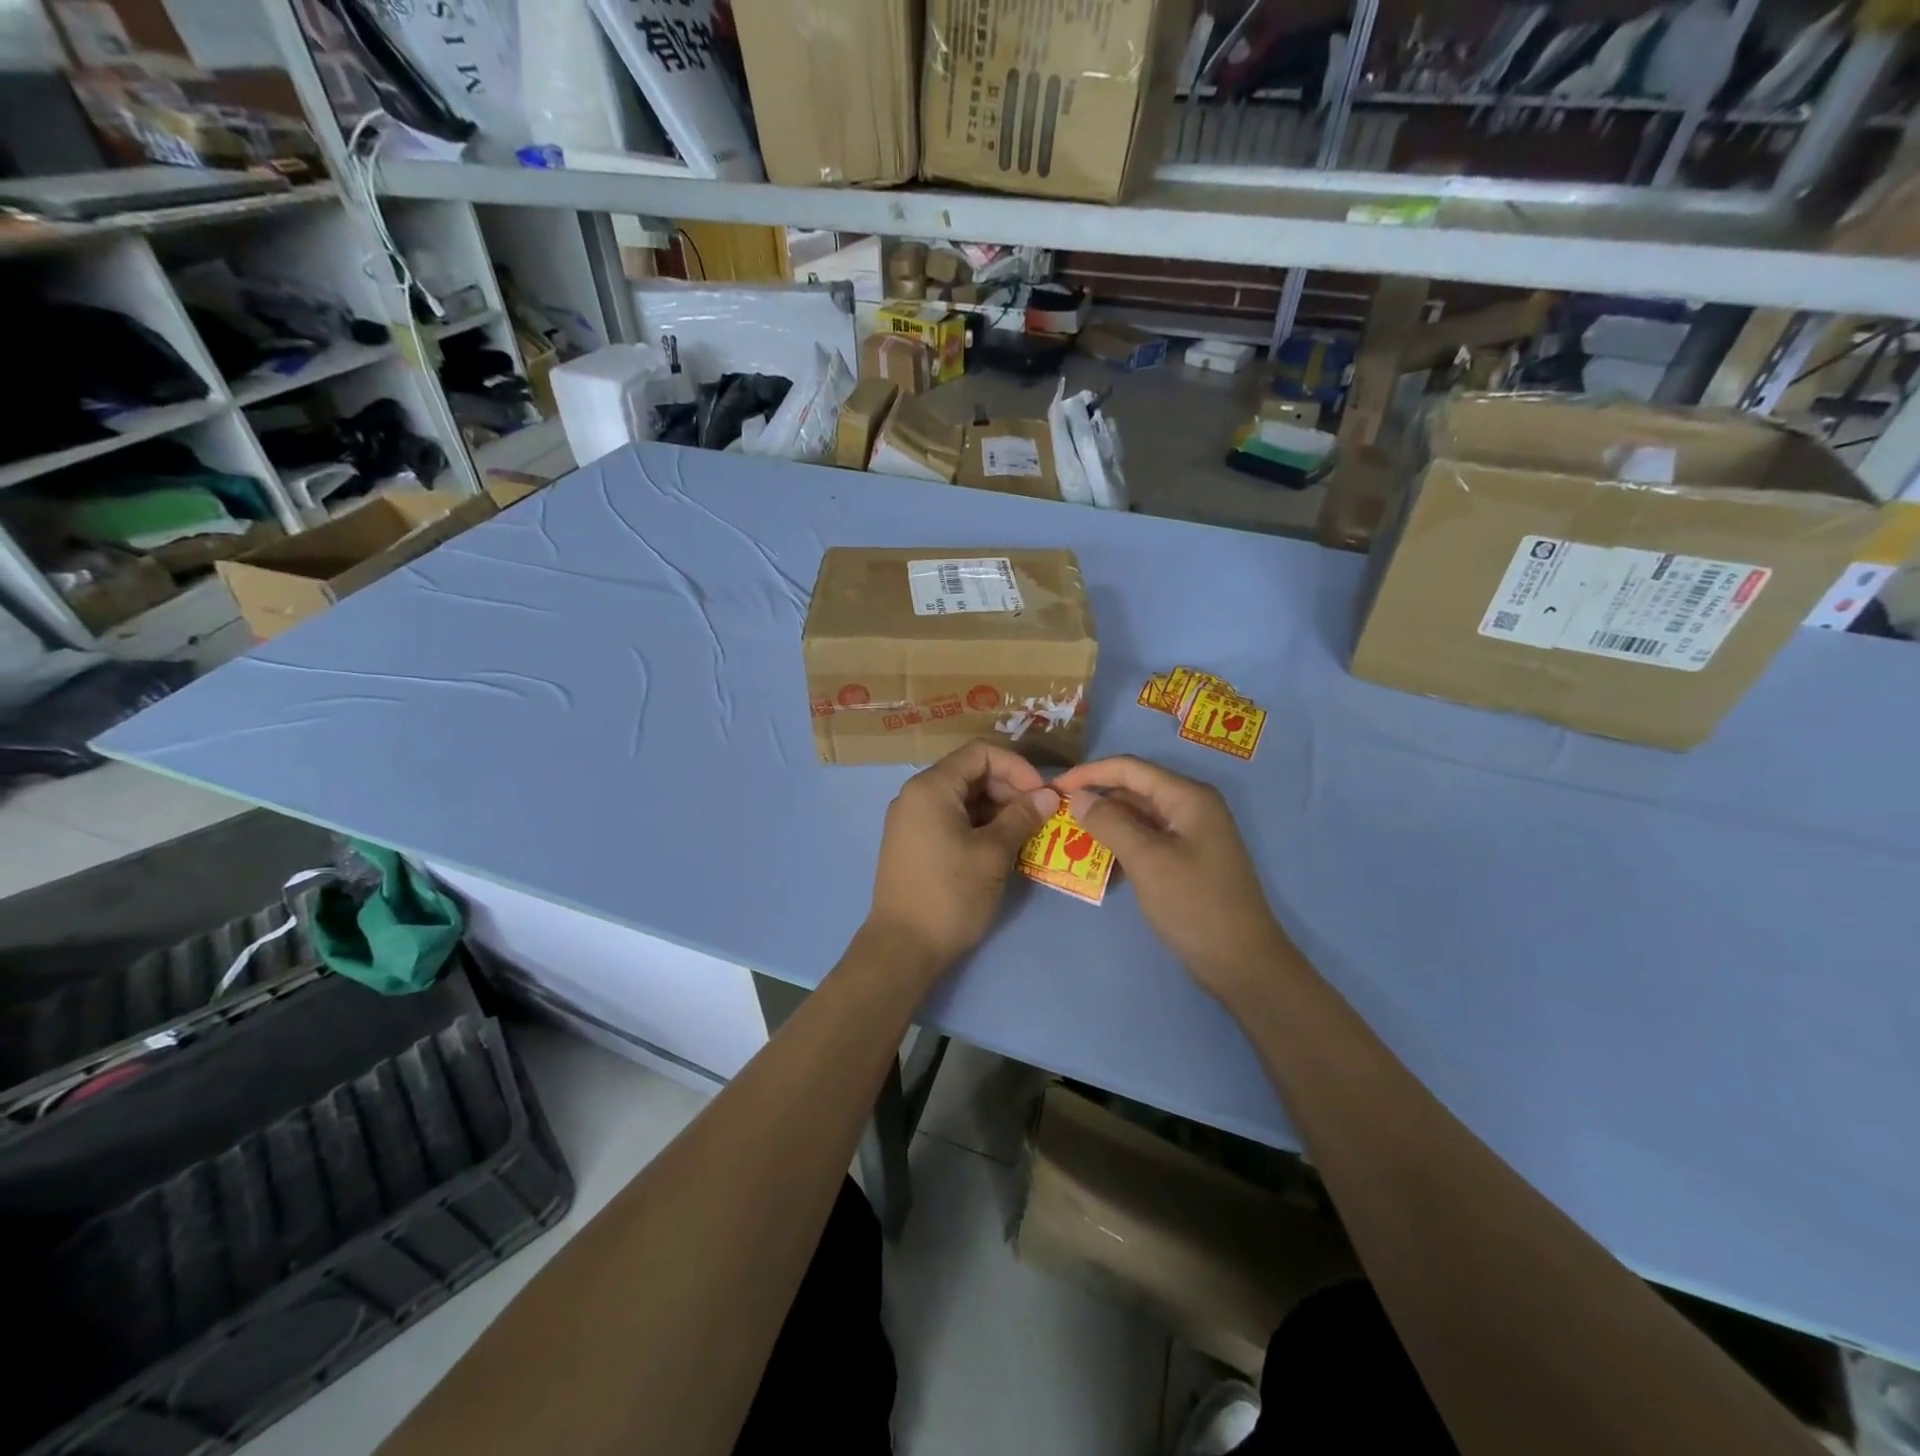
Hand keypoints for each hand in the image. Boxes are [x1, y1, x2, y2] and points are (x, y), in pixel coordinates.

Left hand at [866, 740, 1056, 973]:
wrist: (902, 948)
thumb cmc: (950, 894)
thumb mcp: (993, 854)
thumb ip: (1022, 817)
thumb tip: (1049, 796)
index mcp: (931, 787)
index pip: (980, 753)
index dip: (1017, 767)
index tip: (1043, 795)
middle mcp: (916, 795)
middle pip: (971, 773)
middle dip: (1010, 790)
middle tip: (1040, 818)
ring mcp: (912, 820)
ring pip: (964, 799)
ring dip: (998, 810)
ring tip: (1027, 835)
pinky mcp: (914, 844)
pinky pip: (952, 820)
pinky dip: (980, 826)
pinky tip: (1003, 848)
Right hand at [1051, 755, 1286, 999]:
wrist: (1242, 963)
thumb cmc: (1195, 905)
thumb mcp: (1147, 861)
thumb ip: (1110, 823)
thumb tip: (1078, 798)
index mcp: (1187, 796)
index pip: (1129, 768)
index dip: (1088, 773)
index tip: (1052, 788)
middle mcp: (1190, 806)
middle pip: (1133, 789)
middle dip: (1094, 799)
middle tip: (1056, 816)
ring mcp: (1189, 833)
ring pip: (1137, 816)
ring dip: (1105, 824)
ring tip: (1068, 838)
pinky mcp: (1185, 858)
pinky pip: (1145, 839)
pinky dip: (1120, 845)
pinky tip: (1097, 863)